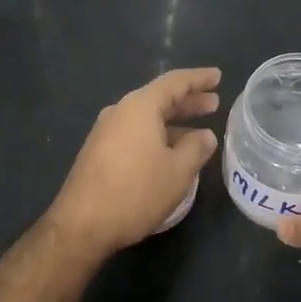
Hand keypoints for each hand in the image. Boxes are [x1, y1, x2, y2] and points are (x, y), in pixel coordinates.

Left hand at [45, 68, 221, 260]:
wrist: (82, 224)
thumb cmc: (135, 192)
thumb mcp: (177, 171)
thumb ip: (196, 148)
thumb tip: (206, 135)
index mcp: (139, 107)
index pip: (174, 82)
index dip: (199, 79)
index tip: (218, 76)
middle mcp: (120, 112)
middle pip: (159, 99)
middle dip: (188, 101)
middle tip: (214, 103)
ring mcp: (106, 132)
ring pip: (147, 118)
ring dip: (173, 122)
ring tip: (199, 131)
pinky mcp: (99, 152)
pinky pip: (135, 133)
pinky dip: (157, 136)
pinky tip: (171, 152)